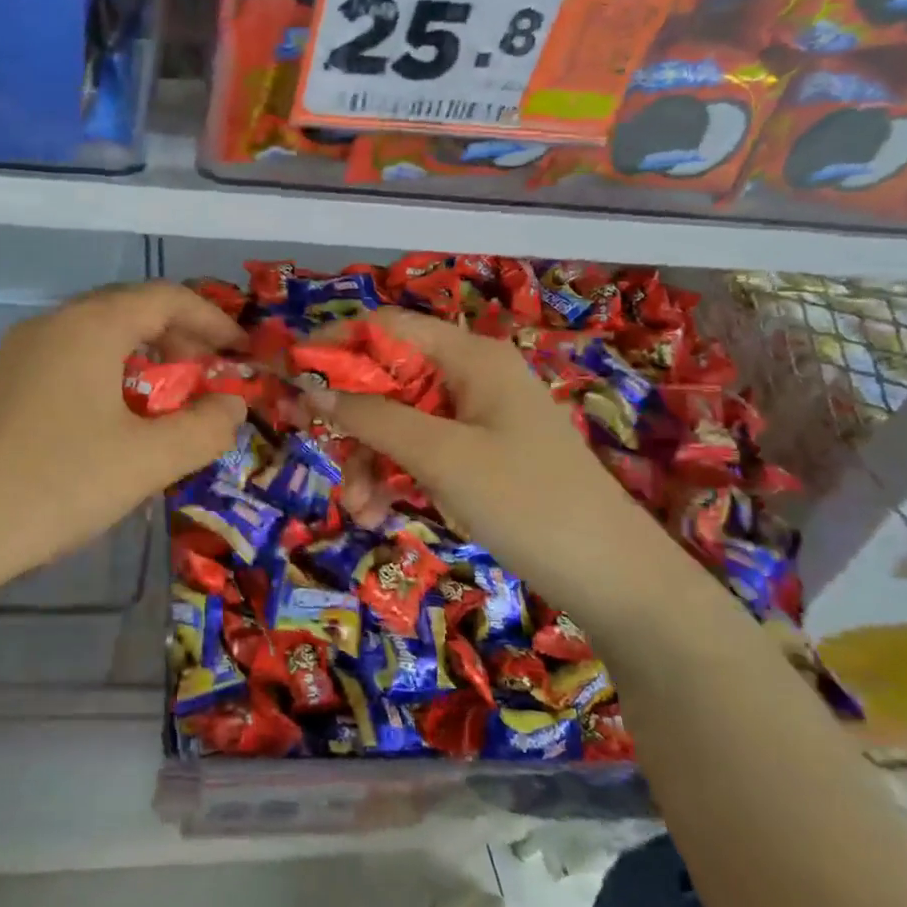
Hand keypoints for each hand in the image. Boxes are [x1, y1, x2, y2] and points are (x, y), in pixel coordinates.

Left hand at [0, 283, 247, 615]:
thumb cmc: (55, 485)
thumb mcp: (146, 461)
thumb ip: (204, 428)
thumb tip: (231, 405)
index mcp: (89, 326)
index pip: (165, 297)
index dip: (213, 321)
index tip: (241, 354)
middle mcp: (50, 325)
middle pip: (128, 311)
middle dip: (177, 340)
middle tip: (205, 381)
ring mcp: (15, 354)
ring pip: (94, 338)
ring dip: (140, 361)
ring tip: (163, 405)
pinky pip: (65, 364)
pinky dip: (104, 378)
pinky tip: (108, 425)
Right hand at [307, 307, 678, 620]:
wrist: (613, 579)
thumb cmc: (527, 501)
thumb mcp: (441, 456)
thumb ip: (373, 417)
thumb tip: (309, 387)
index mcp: (471, 356)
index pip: (388, 327)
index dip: (337, 346)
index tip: (293, 377)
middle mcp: (471, 378)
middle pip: (388, 379)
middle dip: (352, 421)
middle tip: (317, 452)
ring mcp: (475, 420)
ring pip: (398, 423)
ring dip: (369, 460)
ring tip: (358, 508)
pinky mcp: (478, 458)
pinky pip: (420, 454)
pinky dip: (395, 479)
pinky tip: (378, 514)